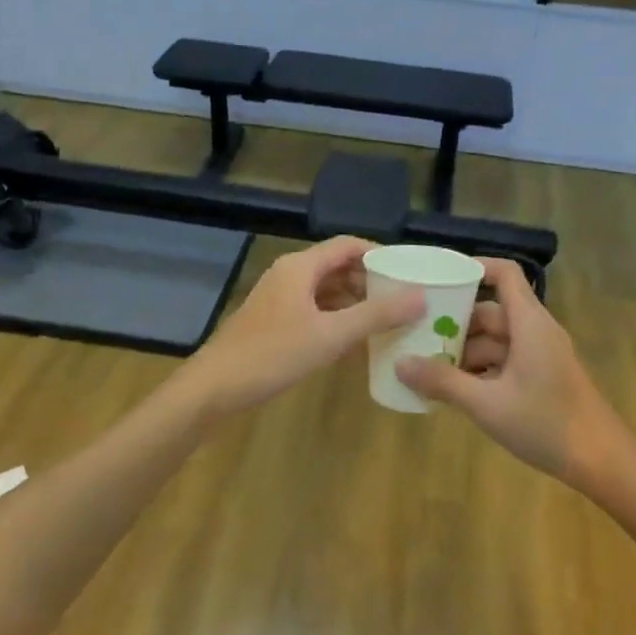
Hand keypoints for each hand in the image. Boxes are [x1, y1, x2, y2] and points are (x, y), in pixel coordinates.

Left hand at [179, 237, 424, 417]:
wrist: (214, 388)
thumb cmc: (272, 355)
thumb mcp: (330, 335)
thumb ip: (376, 315)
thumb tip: (421, 297)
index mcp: (301, 267)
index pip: (348, 246)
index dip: (380, 255)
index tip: (410, 273)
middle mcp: (290, 276)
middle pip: (339, 268)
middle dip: (372, 282)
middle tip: (405, 301)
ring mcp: (280, 301)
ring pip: (327, 293)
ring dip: (356, 304)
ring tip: (388, 323)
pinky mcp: (275, 324)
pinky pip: (315, 313)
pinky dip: (338, 322)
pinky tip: (357, 345)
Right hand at [395, 258, 628, 485]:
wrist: (602, 462)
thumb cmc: (546, 424)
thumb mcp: (487, 404)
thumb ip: (443, 382)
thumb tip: (399, 364)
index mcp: (529, 323)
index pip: (504, 274)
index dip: (474, 268)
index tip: (437, 278)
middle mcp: (535, 331)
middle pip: (490, 312)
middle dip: (454, 324)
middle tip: (415, 337)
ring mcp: (540, 355)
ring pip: (495, 340)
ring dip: (464, 352)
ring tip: (426, 368)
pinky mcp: (541, 377)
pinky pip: (504, 361)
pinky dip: (480, 370)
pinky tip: (454, 391)